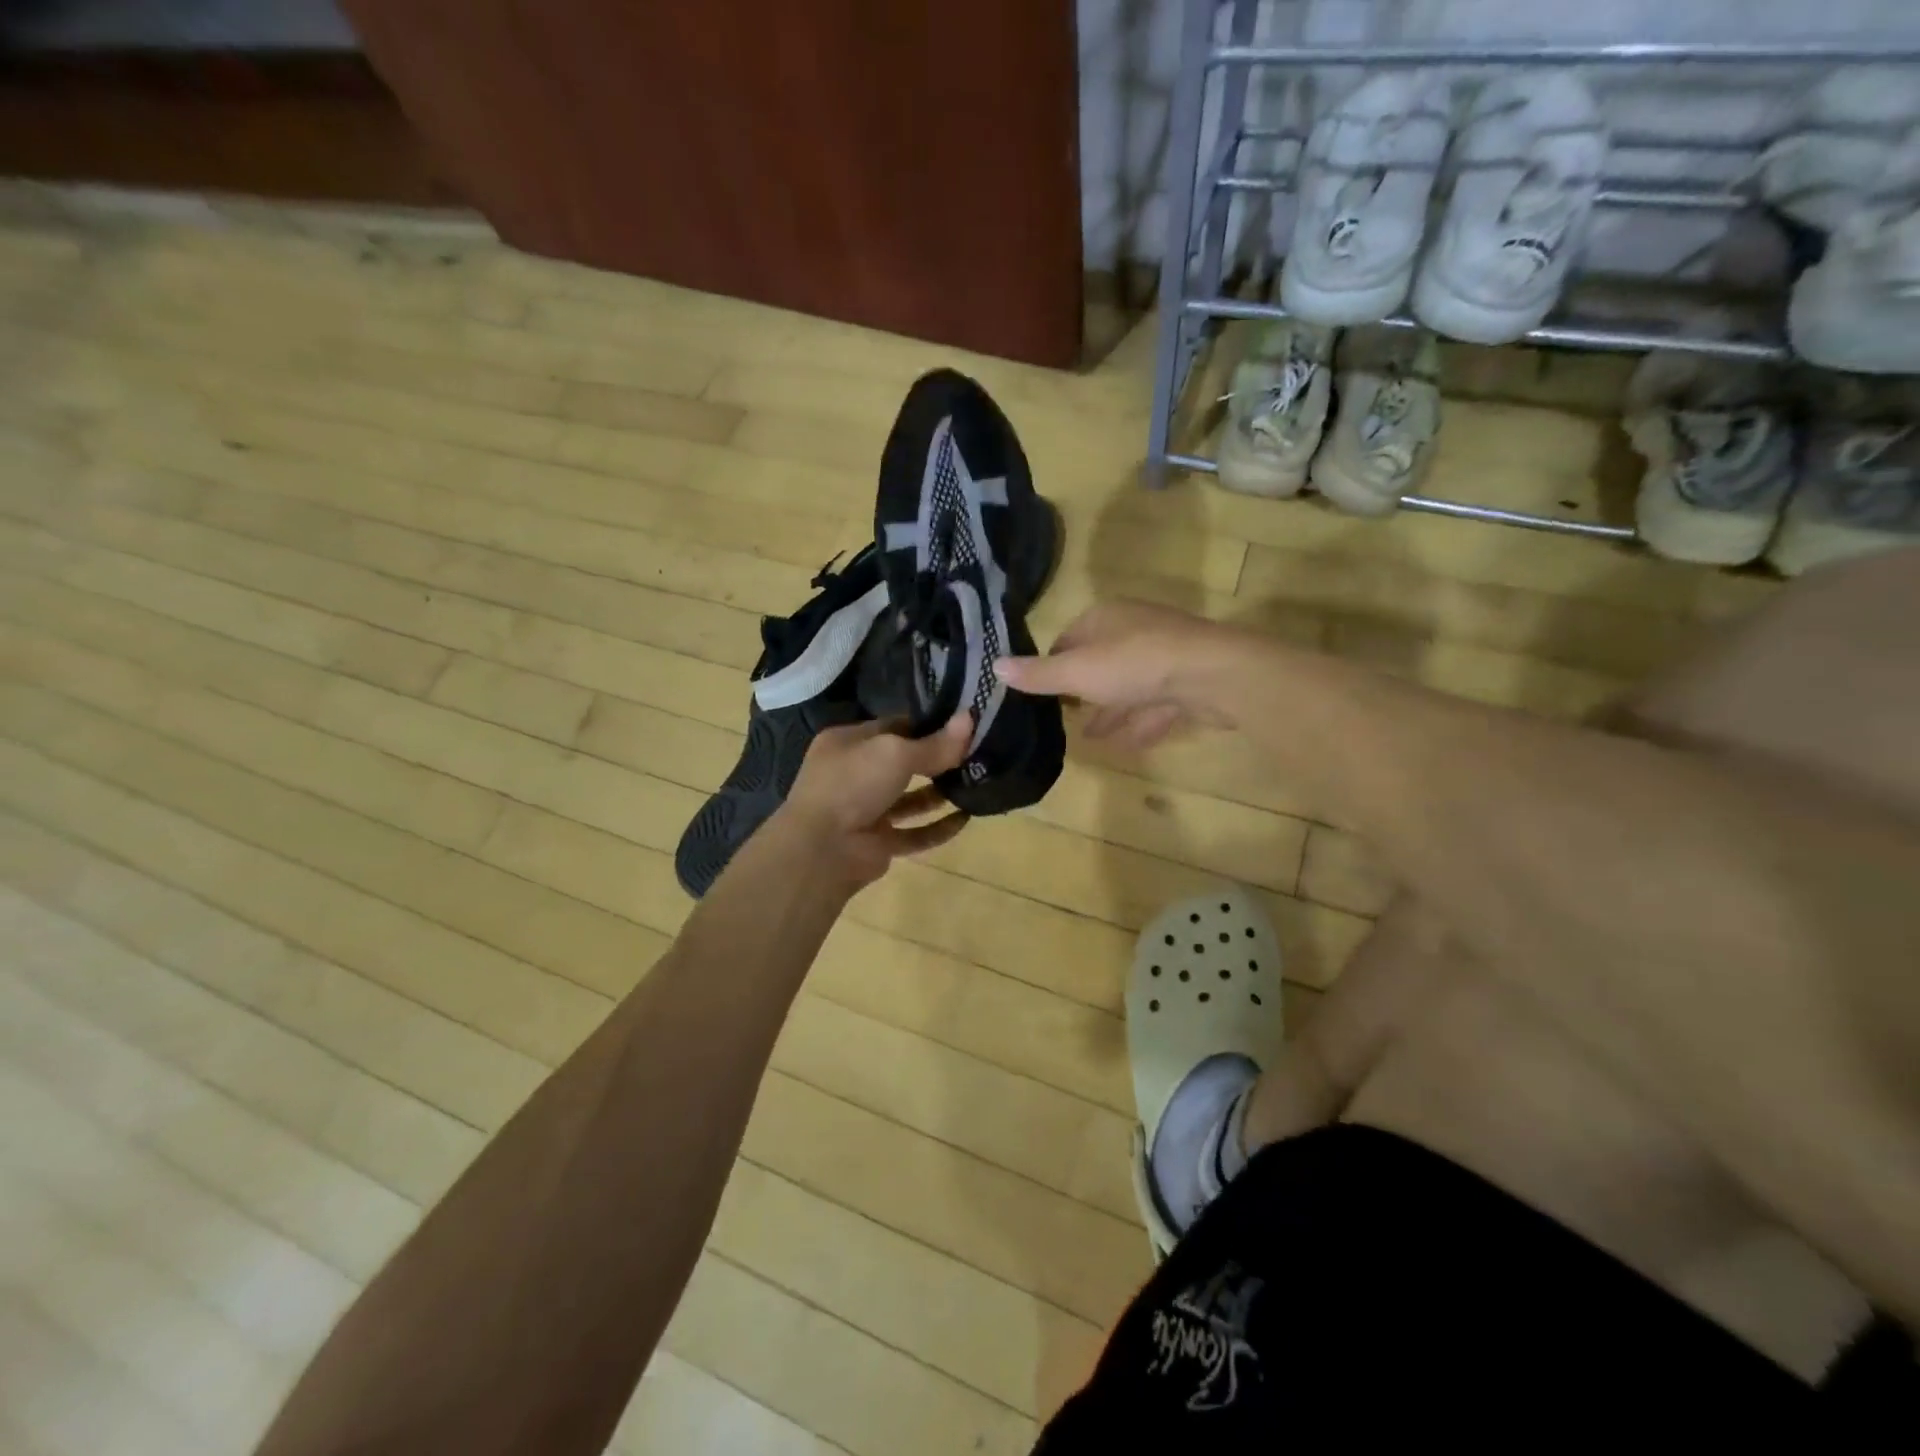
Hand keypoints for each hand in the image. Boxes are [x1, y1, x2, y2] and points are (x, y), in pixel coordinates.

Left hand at [776, 714, 973, 887]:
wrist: (823, 849)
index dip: (928, 726)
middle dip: (937, 760)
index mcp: (848, 742)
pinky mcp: (878, 843)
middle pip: (903, 762)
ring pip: (910, 799)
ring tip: (976, 784)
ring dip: (940, 793)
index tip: (964, 726)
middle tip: (976, 755)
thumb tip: (970, 719)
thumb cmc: (853, 784)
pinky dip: (938, 828)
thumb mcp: (896, 753)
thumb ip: (935, 743)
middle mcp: (855, 774)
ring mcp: (866, 811)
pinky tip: (966, 819)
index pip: (894, 726)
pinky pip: (914, 833)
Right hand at [996, 600, 1240, 749]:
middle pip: (1099, 663)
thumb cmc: (1135, 664)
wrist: (1213, 675)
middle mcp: (1134, 630)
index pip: (1068, 640)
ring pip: (1129, 685)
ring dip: (1111, 711)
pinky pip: (1156, 703)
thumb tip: (993, 666)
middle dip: (1082, 692)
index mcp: (1105, 619)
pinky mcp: (1188, 681)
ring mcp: (1165, 655)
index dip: (1052, 667)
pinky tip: (1130, 744)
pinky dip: (1141, 722)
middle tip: (1064, 719)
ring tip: (1093, 738)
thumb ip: (1038, 674)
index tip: (1040, 695)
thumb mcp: (1076, 672)